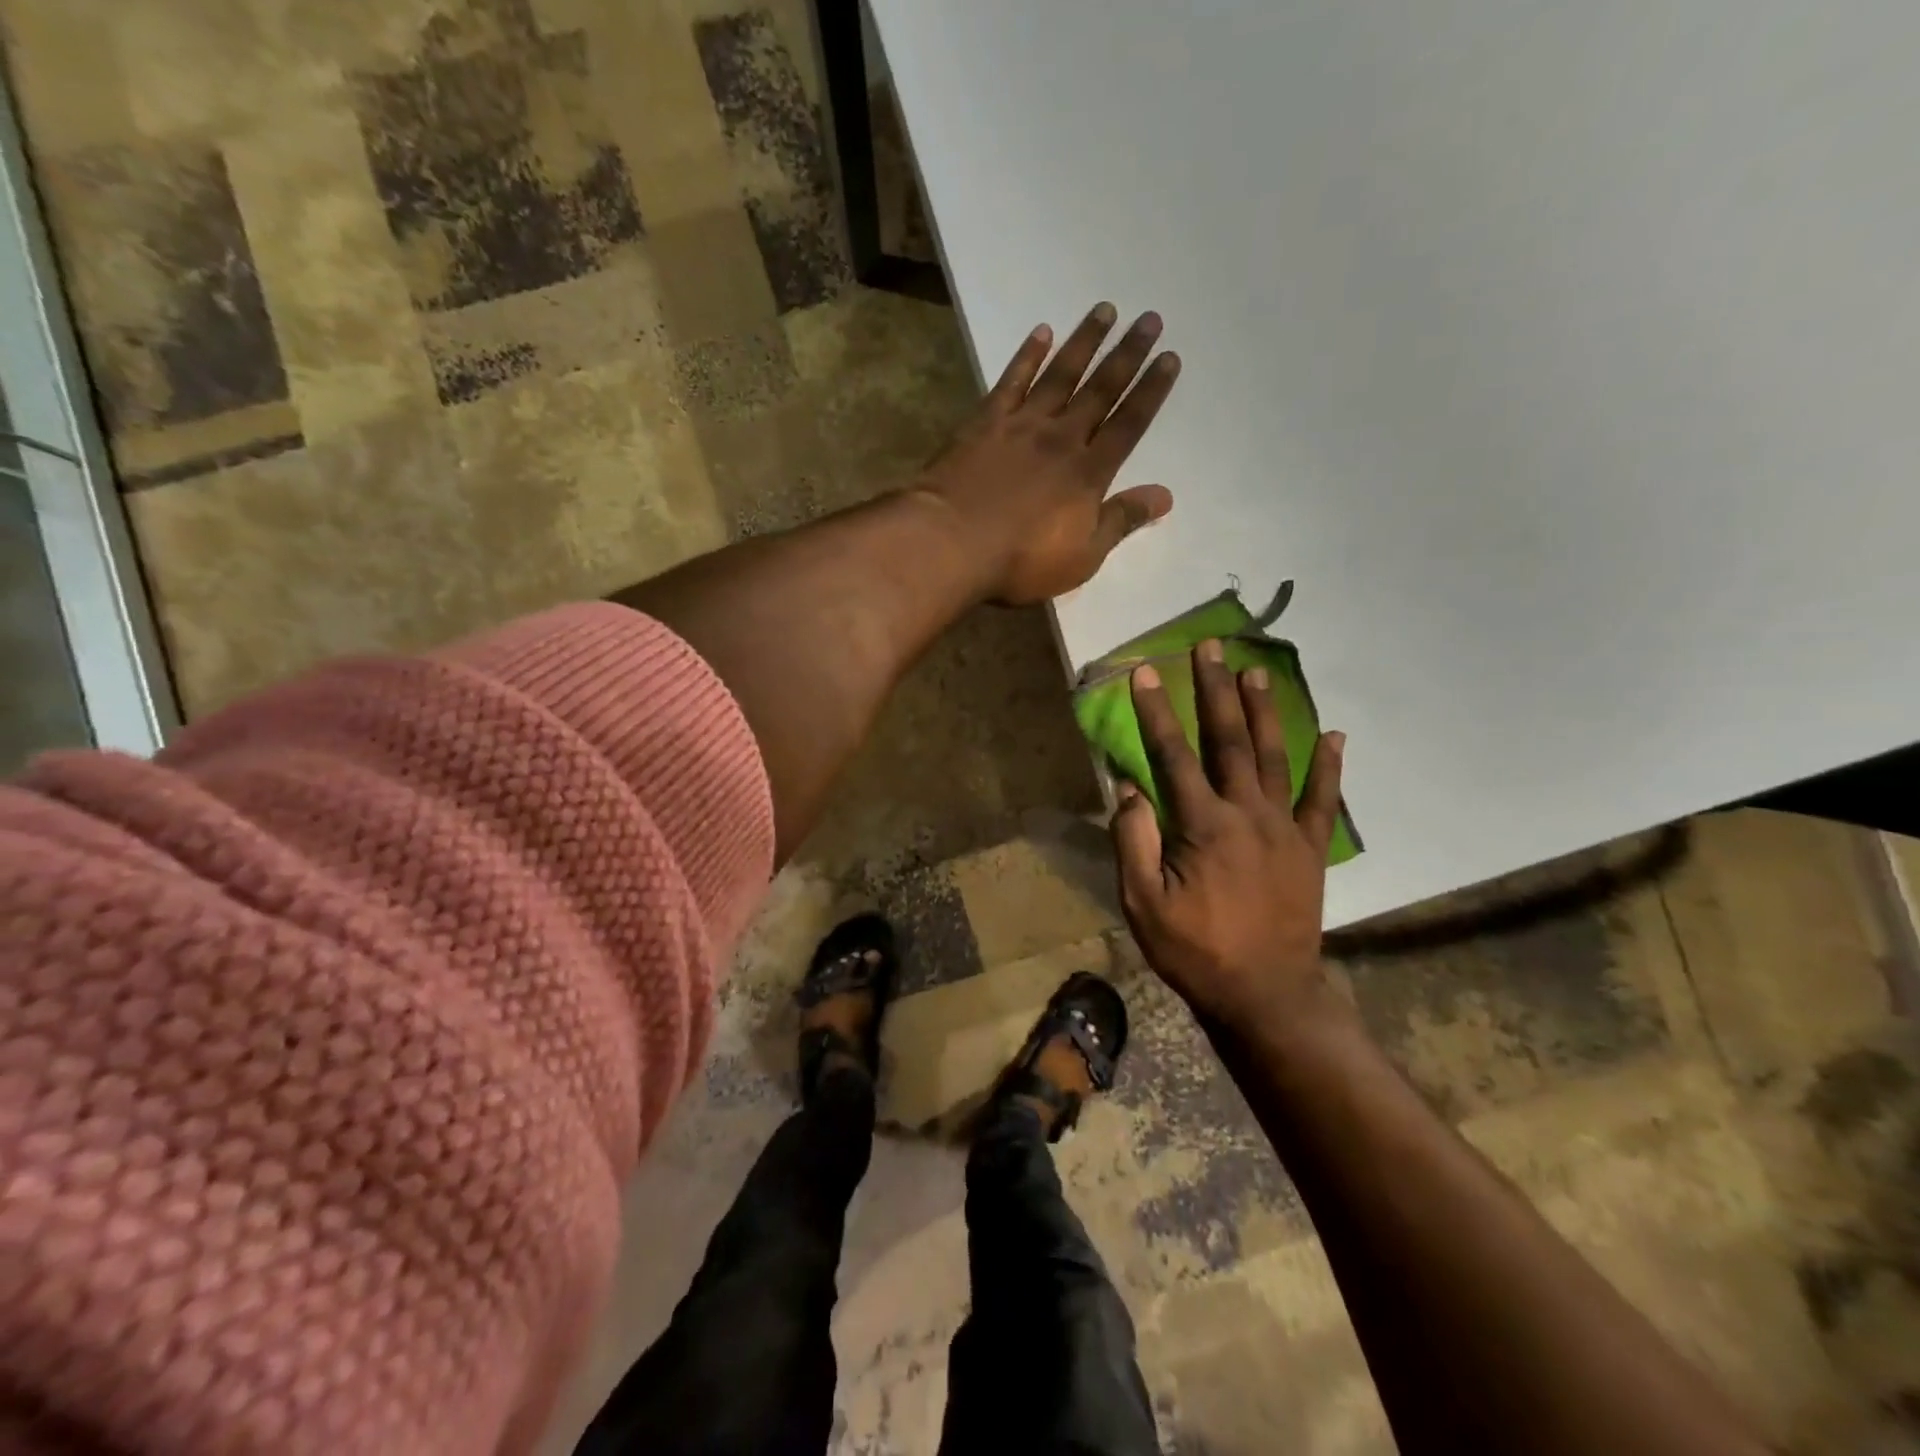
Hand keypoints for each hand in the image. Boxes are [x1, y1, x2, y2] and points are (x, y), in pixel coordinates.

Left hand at [915, 303, 1179, 604]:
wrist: (952, 542)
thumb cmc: (1020, 560)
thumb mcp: (1082, 556)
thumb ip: (1121, 521)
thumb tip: (1165, 496)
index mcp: (1088, 473)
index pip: (1128, 425)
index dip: (1151, 392)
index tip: (1169, 358)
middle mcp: (1061, 438)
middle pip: (1100, 390)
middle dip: (1128, 355)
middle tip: (1150, 318)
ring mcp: (1021, 426)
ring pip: (1060, 375)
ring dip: (1085, 342)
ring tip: (1105, 310)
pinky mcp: (984, 422)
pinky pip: (1011, 381)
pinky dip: (1027, 355)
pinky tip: (1041, 332)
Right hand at [1110, 641, 1347, 1034]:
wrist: (1266, 995)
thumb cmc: (1195, 951)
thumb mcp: (1143, 904)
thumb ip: (1134, 842)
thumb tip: (1129, 788)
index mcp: (1203, 825)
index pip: (1174, 755)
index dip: (1157, 712)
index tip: (1146, 673)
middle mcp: (1247, 814)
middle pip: (1230, 741)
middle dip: (1217, 691)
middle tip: (1212, 648)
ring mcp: (1285, 829)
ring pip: (1276, 757)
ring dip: (1266, 711)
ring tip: (1258, 671)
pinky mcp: (1311, 849)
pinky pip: (1323, 800)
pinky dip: (1330, 766)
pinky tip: (1335, 735)